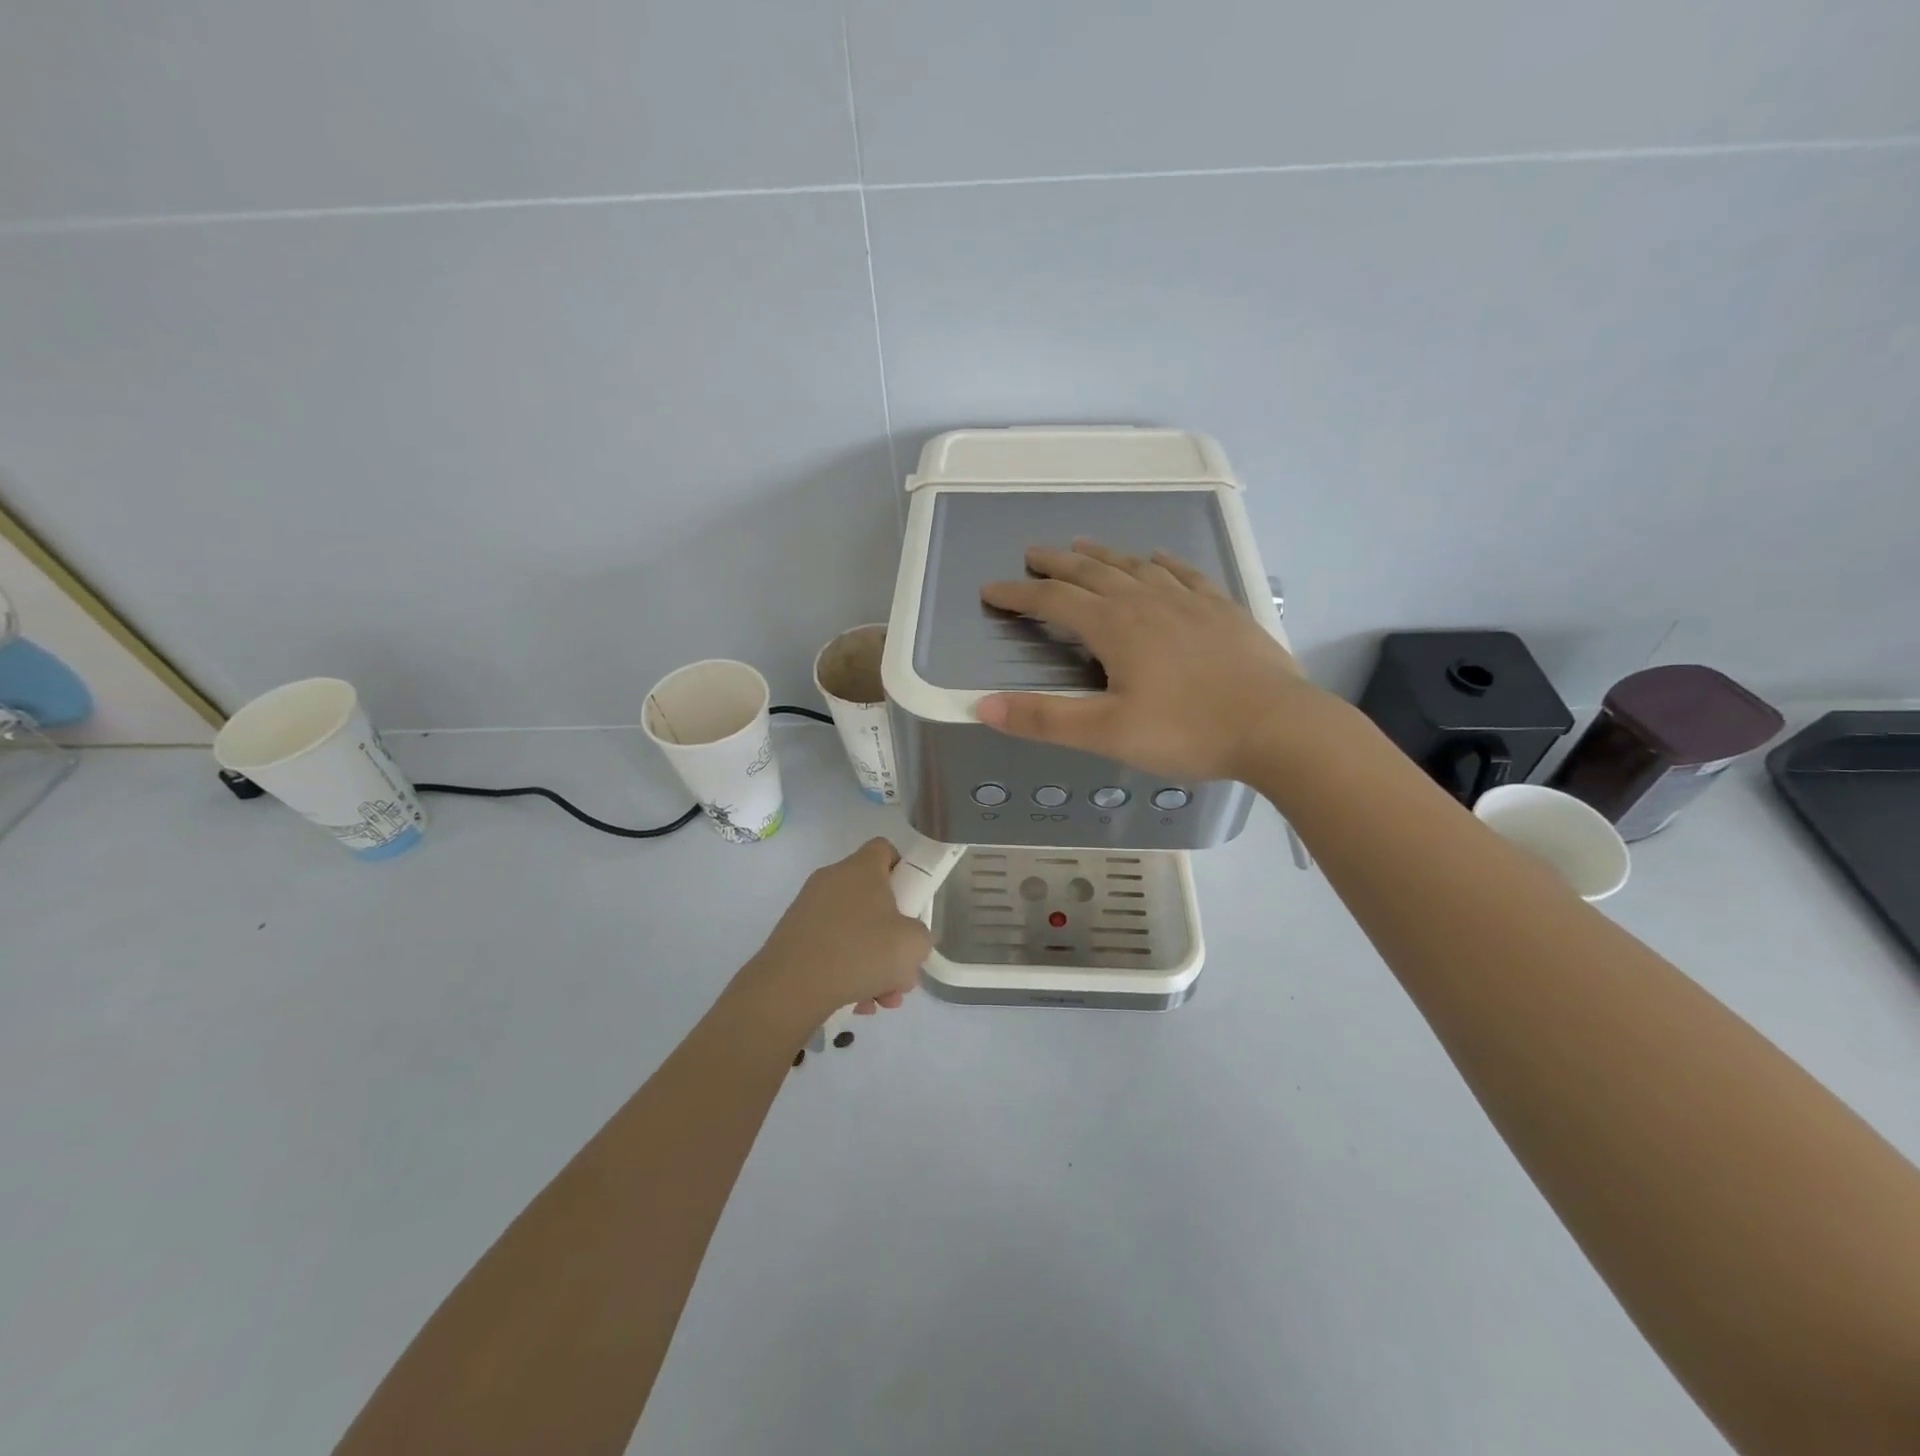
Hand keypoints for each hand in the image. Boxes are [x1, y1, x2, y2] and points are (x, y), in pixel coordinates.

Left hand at [733, 839, 932, 1025]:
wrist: (791, 987)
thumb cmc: (861, 952)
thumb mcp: (914, 944)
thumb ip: (921, 933)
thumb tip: (909, 936)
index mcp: (861, 869)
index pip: (884, 849)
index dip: (903, 870)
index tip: (912, 903)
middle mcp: (832, 880)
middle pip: (872, 898)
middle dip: (892, 936)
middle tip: (903, 969)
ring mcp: (809, 908)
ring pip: (853, 930)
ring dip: (873, 963)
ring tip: (883, 998)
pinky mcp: (793, 937)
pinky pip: (831, 949)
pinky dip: (847, 972)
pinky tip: (858, 1003)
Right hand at [976, 539, 1318, 781]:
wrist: (1278, 727)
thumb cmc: (1188, 731)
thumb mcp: (1107, 733)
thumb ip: (1044, 719)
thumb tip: (982, 705)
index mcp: (1115, 627)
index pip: (1054, 601)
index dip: (1019, 594)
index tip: (991, 590)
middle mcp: (1148, 602)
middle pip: (1092, 573)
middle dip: (1057, 563)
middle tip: (1033, 553)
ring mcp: (1189, 602)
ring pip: (1136, 566)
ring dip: (1104, 555)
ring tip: (1083, 546)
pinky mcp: (1222, 611)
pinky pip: (1185, 574)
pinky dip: (1163, 563)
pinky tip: (1158, 558)